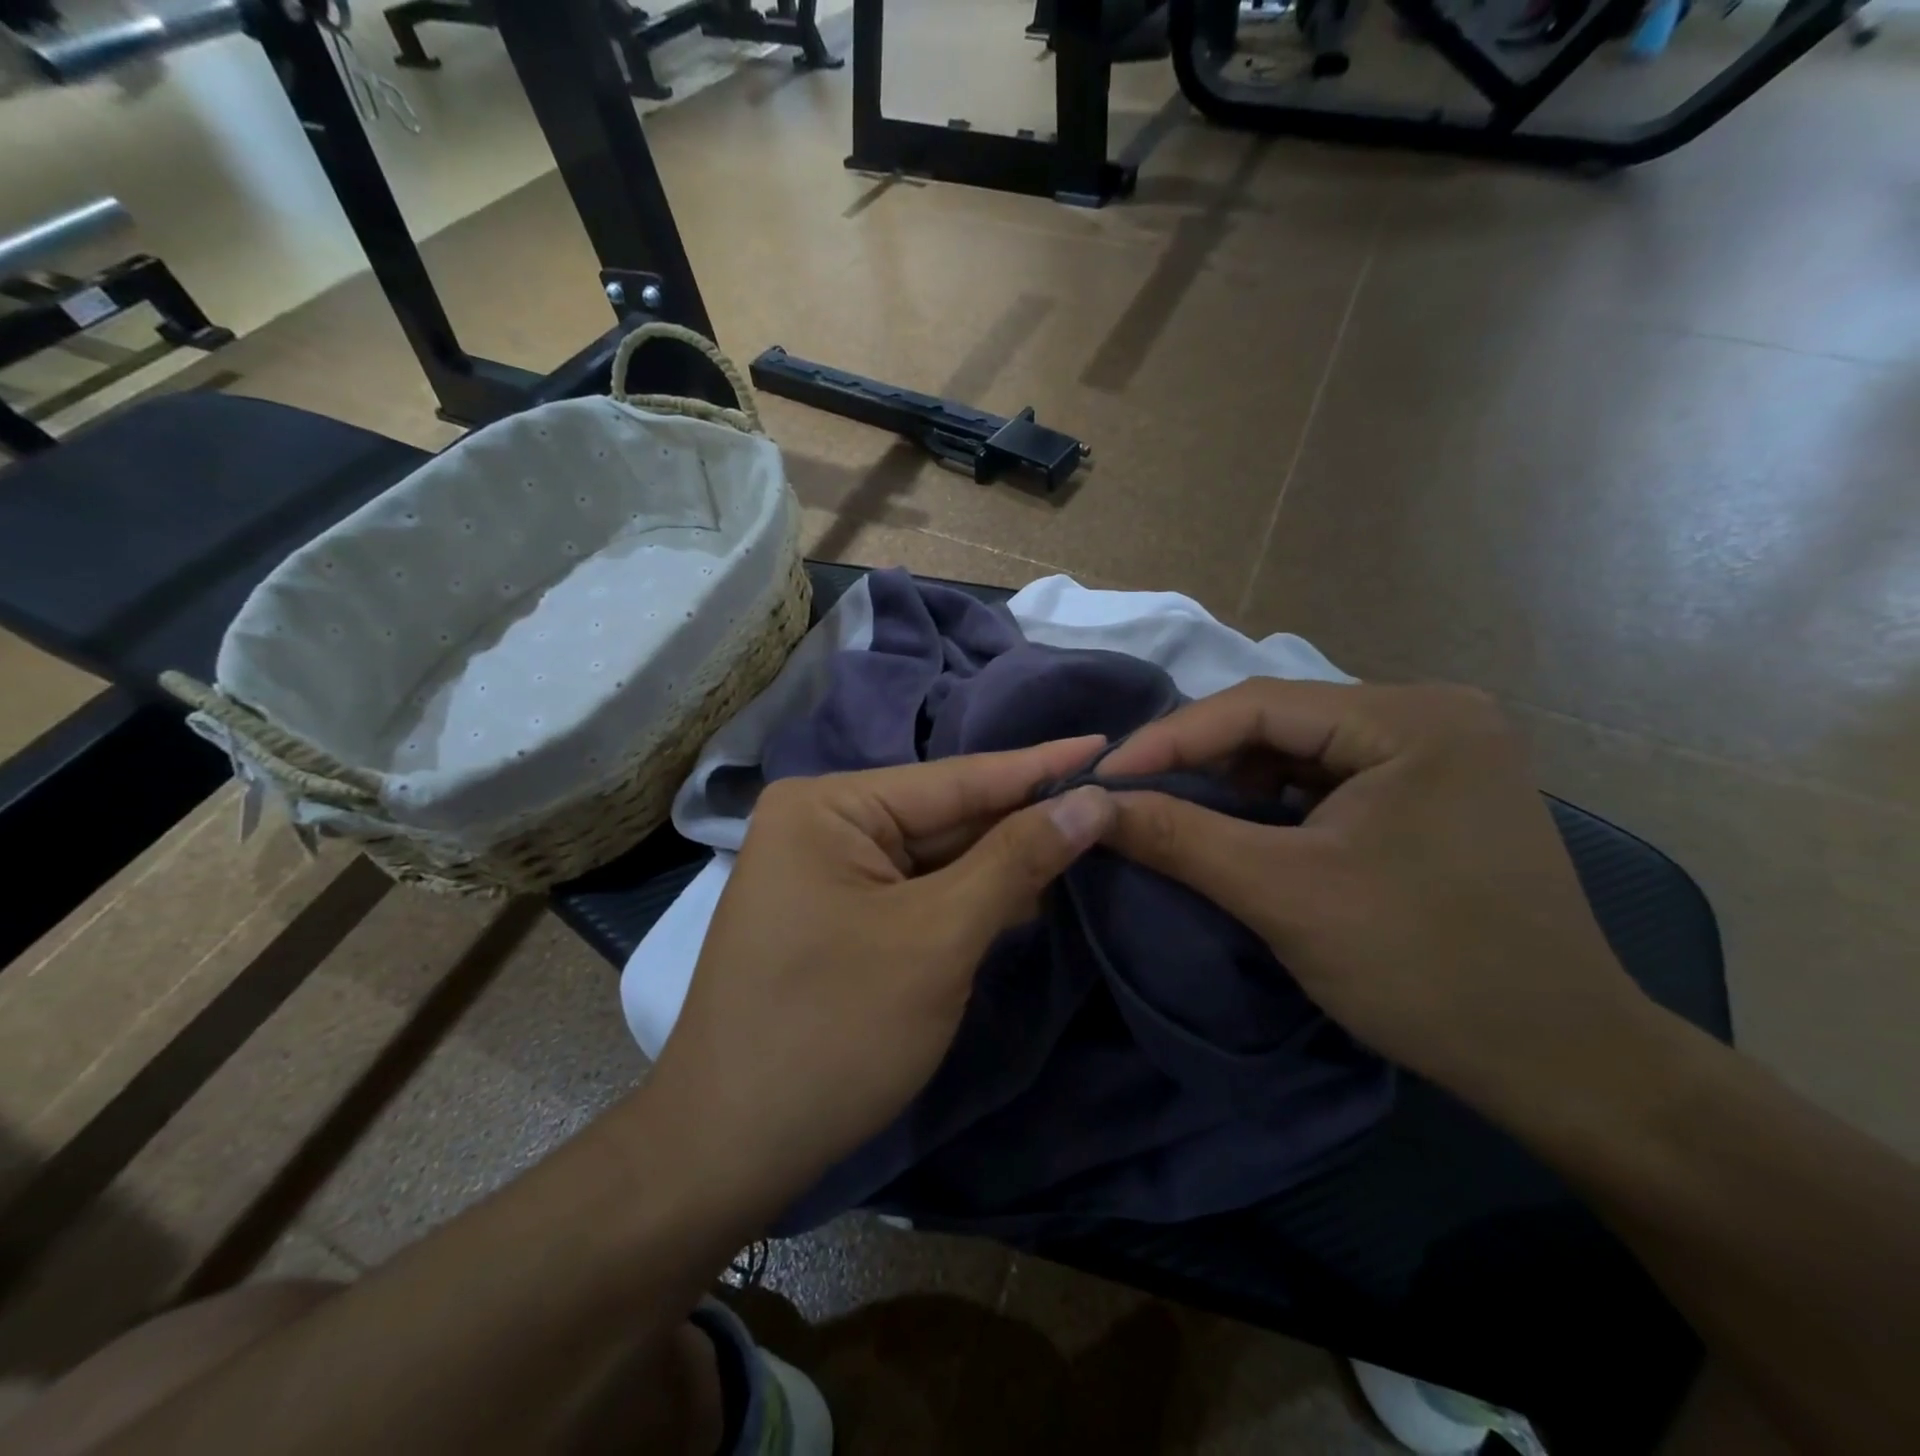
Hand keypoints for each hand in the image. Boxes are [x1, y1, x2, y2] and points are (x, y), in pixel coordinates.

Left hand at [644, 739, 1115, 1212]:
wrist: (729, 1151)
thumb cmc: (833, 1032)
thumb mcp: (937, 939)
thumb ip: (1016, 861)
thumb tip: (1091, 801)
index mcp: (829, 805)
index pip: (958, 778)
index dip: (1040, 766)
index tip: (1109, 742)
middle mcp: (824, 823)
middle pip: (948, 816)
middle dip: (1026, 820)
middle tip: (1115, 803)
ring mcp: (828, 872)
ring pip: (938, 857)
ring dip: (1005, 861)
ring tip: (1092, 839)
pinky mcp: (839, 916)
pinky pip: (919, 892)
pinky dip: (971, 897)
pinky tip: (1030, 891)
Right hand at [1098, 680, 1662, 1116]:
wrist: (1563, 1066)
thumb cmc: (1426, 970)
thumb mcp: (1285, 896)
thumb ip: (1179, 838)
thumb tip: (1089, 806)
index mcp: (1412, 718)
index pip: (1259, 704)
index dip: (1170, 739)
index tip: (1101, 777)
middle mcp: (1431, 716)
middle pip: (1280, 723)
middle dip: (1200, 762)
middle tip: (1131, 796)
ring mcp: (1437, 754)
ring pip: (1300, 752)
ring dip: (1234, 785)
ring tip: (1176, 816)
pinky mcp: (1433, 794)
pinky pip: (1328, 781)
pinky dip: (1274, 806)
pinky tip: (1242, 833)